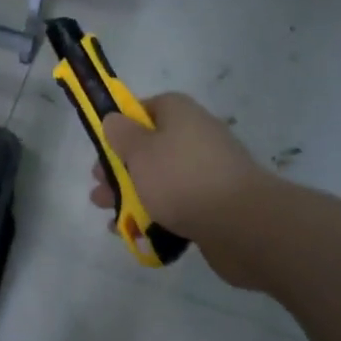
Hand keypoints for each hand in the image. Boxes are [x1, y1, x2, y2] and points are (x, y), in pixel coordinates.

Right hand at [88, 93, 270, 250]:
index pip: (147, 108)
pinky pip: (178, 205)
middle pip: (151, 147)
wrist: (242, 225)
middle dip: (121, 168)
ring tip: (108, 215)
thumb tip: (114, 119)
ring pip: (162, 179)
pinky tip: (135, 232)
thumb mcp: (140, 151)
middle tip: (98, 185)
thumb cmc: (182, 178)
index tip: (104, 145)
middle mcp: (196, 137)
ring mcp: (208, 172)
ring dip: (133, 195)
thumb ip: (122, 134)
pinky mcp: (215, 204)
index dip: (123, 124)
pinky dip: (156, 216)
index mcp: (181, 114)